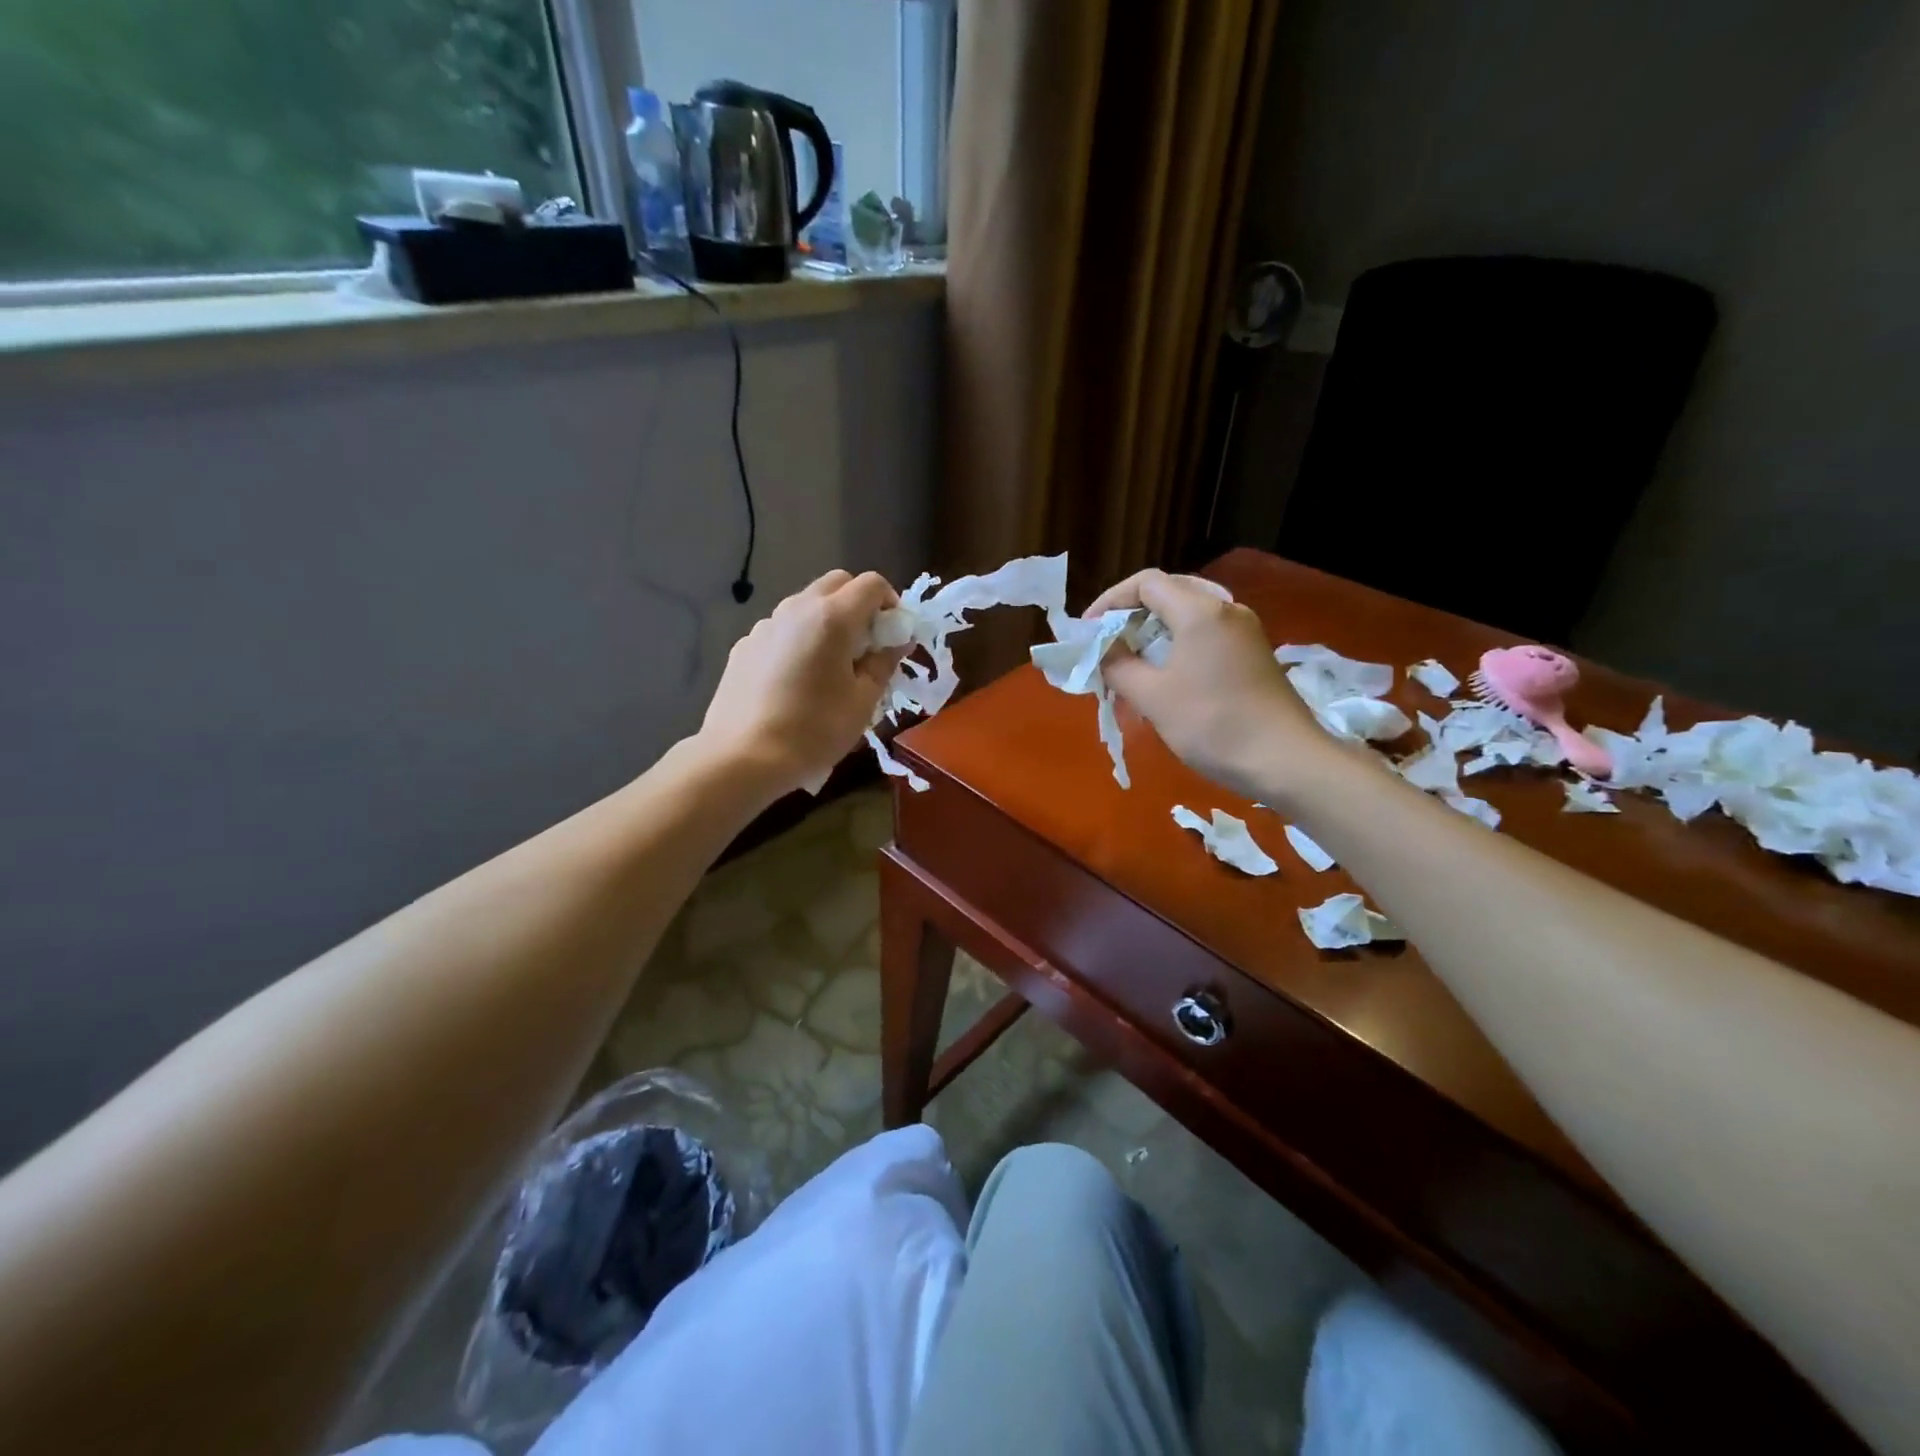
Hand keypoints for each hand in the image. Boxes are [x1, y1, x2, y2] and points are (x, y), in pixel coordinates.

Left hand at [698, 570, 902, 798]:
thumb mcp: (863, 702)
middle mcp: (797, 608)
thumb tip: (896, 642)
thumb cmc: (814, 731)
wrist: (742, 757)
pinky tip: (795, 680)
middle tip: (867, 645)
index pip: (872, 584)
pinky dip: (798, 640)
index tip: (893, 635)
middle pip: (837, 583)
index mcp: (833, 618)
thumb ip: (884, 663)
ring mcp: (765, 625)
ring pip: (806, 605)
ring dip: (827, 620)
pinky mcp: (744, 645)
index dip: (891, 603)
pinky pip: (781, 630)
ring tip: (830, 665)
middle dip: (859, 604)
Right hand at [1091, 569, 1330, 800]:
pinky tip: (1165, 674)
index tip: (1088, 631)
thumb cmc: (1212, 724)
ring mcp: (1244, 631)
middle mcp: (1225, 609)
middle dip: (1131, 614)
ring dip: (1154, 630)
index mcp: (1199, 611)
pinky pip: (1206, 634)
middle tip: (1107, 643)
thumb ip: (1119, 666)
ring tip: (1131, 661)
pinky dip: (1178, 644)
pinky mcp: (1253, 653)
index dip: (1110, 601)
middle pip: (1168, 592)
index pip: (1145, 583)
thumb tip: (1103, 651)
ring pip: (1189, 614)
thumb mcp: (1153, 697)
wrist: (1286, 760)